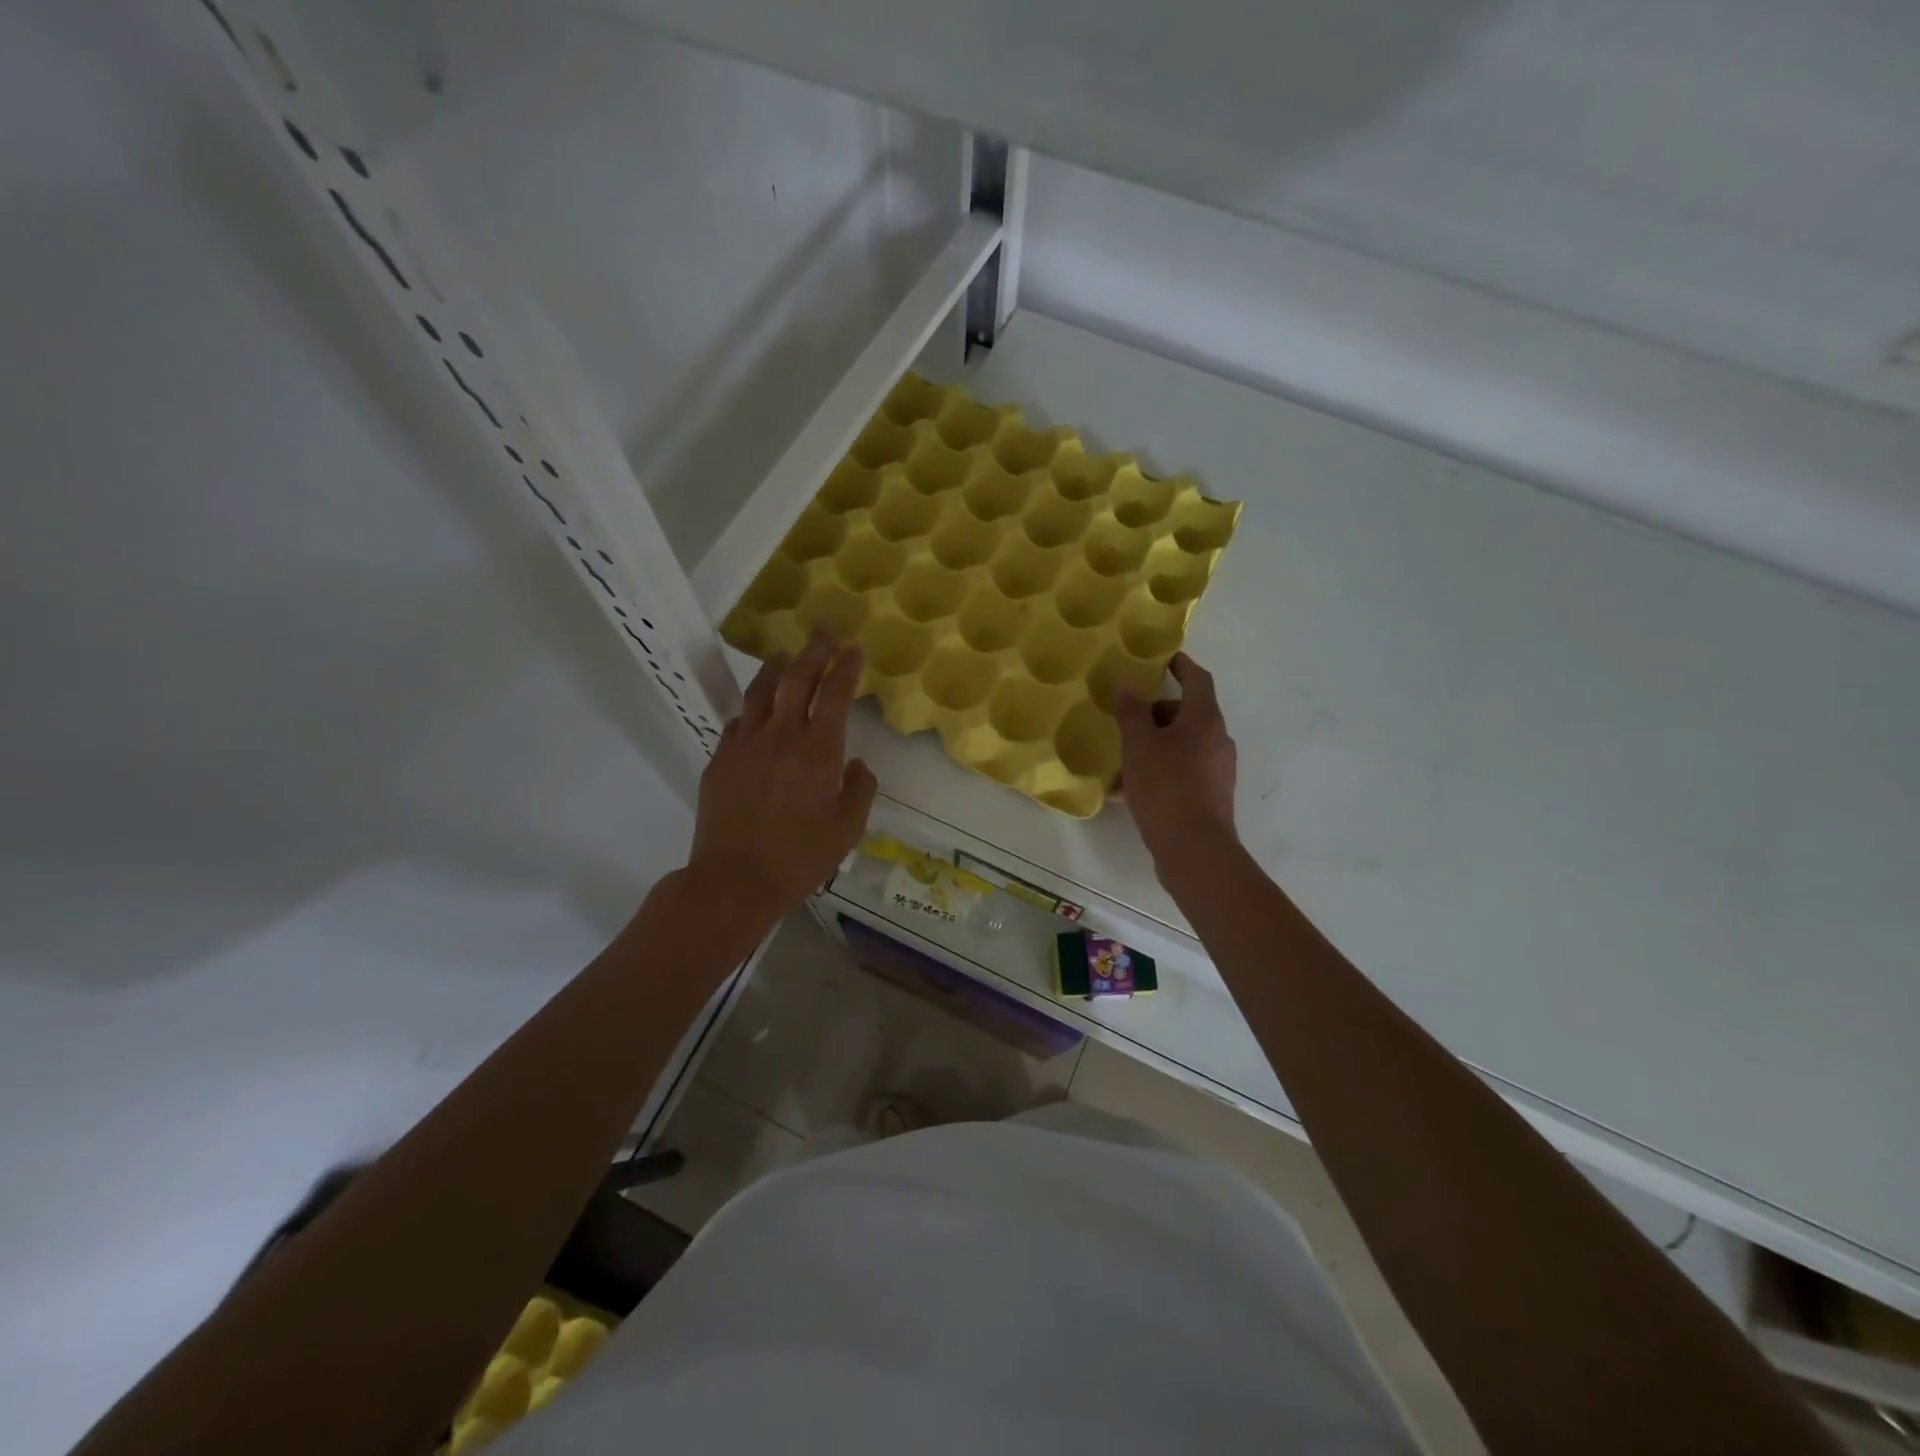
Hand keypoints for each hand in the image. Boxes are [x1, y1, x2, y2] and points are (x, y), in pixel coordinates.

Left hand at [688, 633, 878, 913]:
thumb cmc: (799, 860)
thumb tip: (856, 765)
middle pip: (796, 679)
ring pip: (760, 692)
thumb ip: (859, 790)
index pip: (834, 693)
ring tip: (784, 654)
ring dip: (776, 668)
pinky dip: (752, 708)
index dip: (846, 666)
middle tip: (824, 630)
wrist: (734, 881)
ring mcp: (744, 745)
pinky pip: (737, 721)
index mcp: (818, 751)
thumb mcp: (848, 830)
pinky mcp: (719, 760)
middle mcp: (780, 736)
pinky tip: (755, 710)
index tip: (854, 648)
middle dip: (814, 650)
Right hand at [1115, 653, 1238, 865]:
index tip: (1164, 660)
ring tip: (1121, 760)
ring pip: (1182, 746)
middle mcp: (1218, 740)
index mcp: (1205, 720)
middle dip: (1157, 714)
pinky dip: (1158, 772)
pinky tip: (1128, 791)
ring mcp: (1217, 770)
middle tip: (1127, 718)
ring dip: (1154, 746)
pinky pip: (1181, 773)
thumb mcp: (1139, 745)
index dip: (1182, 666)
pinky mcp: (1210, 796)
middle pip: (1188, 714)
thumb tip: (1127, 685)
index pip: (1198, 679)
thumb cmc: (1166, 787)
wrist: (1194, 849)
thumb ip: (1131, 712)